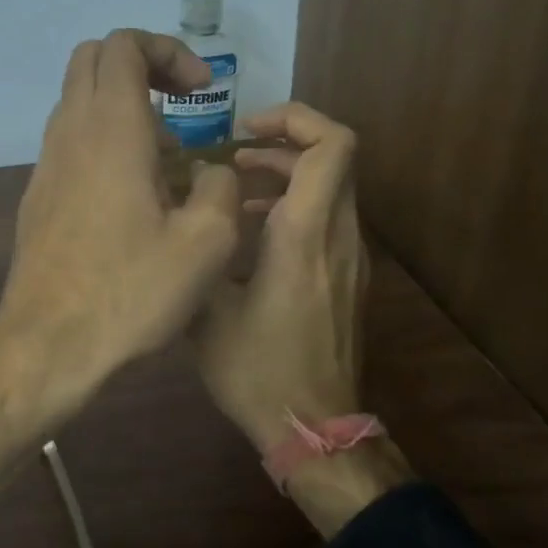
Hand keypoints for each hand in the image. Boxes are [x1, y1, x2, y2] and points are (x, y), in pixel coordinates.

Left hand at [0, 29, 241, 419]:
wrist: (48, 343)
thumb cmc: (130, 291)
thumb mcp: (206, 243)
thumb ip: (220, 188)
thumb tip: (209, 172)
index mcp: (112, 129)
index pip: (125, 45)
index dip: (168, 51)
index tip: (202, 91)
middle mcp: (71, 132)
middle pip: (94, 59)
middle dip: (143, 65)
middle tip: (182, 104)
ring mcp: (46, 162)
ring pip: (79, 99)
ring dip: (124, 106)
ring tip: (168, 158)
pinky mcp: (38, 193)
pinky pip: (71, 139)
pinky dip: (104, 139)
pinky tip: (135, 196)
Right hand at [194, 102, 365, 450]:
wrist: (315, 428)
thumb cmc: (256, 368)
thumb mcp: (207, 309)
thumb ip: (202, 246)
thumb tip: (196, 200)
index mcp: (304, 235)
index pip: (332, 146)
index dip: (296, 119)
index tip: (248, 129)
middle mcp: (339, 236)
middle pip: (334, 158)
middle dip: (284, 145)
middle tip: (234, 157)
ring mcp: (351, 258)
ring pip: (333, 188)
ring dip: (288, 175)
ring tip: (236, 190)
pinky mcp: (349, 277)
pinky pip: (330, 218)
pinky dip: (296, 205)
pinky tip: (255, 232)